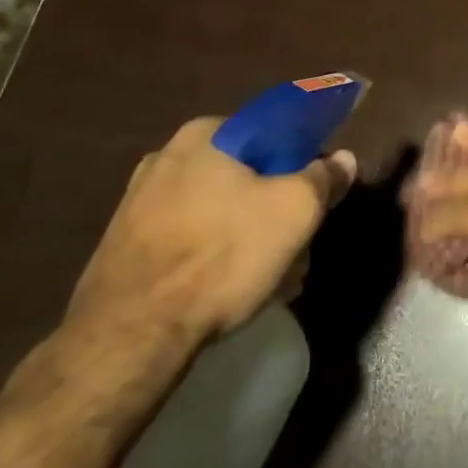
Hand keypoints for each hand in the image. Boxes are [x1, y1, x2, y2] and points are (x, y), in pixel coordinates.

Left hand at [66, 118, 356, 350]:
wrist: (130, 334)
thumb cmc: (222, 257)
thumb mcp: (296, 211)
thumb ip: (324, 177)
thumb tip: (342, 159)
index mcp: (208, 133)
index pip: (276, 134)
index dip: (305, 165)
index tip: (317, 200)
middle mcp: (168, 155)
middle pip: (248, 174)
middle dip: (277, 209)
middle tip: (297, 248)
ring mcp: (140, 199)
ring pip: (220, 208)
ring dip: (250, 235)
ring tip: (269, 278)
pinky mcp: (126, 242)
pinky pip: (189, 236)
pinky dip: (215, 254)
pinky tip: (229, 288)